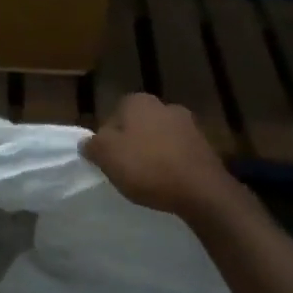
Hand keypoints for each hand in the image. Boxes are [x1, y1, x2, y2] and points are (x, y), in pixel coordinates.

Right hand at [82, 92, 247, 220]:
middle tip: (125, 169)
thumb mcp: (106, 156)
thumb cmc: (147, 167)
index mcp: (138, 101)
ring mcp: (189, 124)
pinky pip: (178, 152)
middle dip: (131, 143)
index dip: (107, 138)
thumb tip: (88, 142)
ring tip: (147, 179)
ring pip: (158, 138)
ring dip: (152, 153)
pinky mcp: (205, 146)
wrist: (202, 190)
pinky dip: (171, 163)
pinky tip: (167, 182)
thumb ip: (92, 145)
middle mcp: (165, 105)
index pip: (112, 115)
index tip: (108, 159)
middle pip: (136, 125)